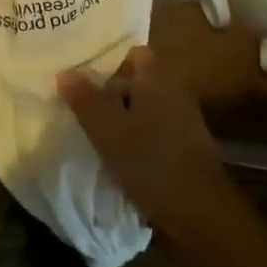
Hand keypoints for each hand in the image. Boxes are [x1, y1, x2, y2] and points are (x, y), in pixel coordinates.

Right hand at [59, 47, 245, 257]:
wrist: (201, 211)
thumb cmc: (150, 162)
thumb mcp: (108, 131)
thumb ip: (86, 100)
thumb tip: (65, 71)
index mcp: (157, 80)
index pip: (134, 54)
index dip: (111, 63)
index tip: (86, 80)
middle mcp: (174, 92)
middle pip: (139, 82)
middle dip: (113, 94)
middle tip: (84, 111)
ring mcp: (185, 121)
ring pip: (147, 108)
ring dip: (125, 119)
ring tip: (99, 136)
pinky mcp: (189, 147)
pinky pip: (157, 131)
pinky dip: (140, 138)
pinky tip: (123, 158)